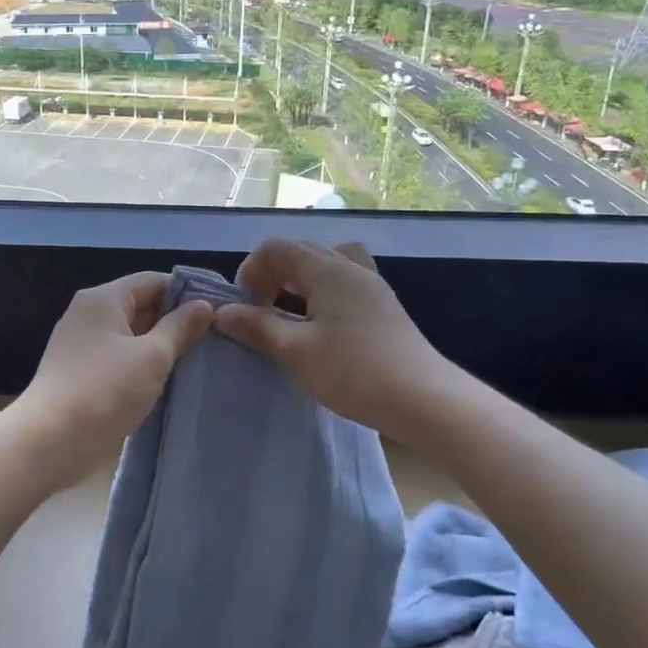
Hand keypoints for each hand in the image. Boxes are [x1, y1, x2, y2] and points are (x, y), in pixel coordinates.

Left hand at [13, 273, 215, 485]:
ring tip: (198, 361)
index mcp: (103, 299)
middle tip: (215, 340)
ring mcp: (81, 343)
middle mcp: (89, 313)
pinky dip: (141, 364)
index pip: (153, 280)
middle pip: (141, 305)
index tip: (219, 312)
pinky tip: (166, 381)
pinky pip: (119, 357)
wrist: (50, 441)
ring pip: (131, 334)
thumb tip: (203, 305)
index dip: (187, 293)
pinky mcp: (80, 371)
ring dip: (160, 346)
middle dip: (175, 321)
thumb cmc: (105, 391)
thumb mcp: (152, 357)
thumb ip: (180, 328)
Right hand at [214, 239, 451, 443]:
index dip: (251, 270)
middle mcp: (351, 267)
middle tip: (260, 311)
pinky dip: (320, 296)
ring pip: (324, 267)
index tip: (243, 306)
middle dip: (272, 275)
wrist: (425, 400)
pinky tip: (319, 329)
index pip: (277, 247)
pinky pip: (342, 285)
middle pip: (302, 252)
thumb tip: (222, 313)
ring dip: (297, 284)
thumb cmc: (354, 371)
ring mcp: (372, 287)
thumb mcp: (295, 351)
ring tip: (288, 317)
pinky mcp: (383, 308)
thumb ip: (257, 327)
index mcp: (328, 269)